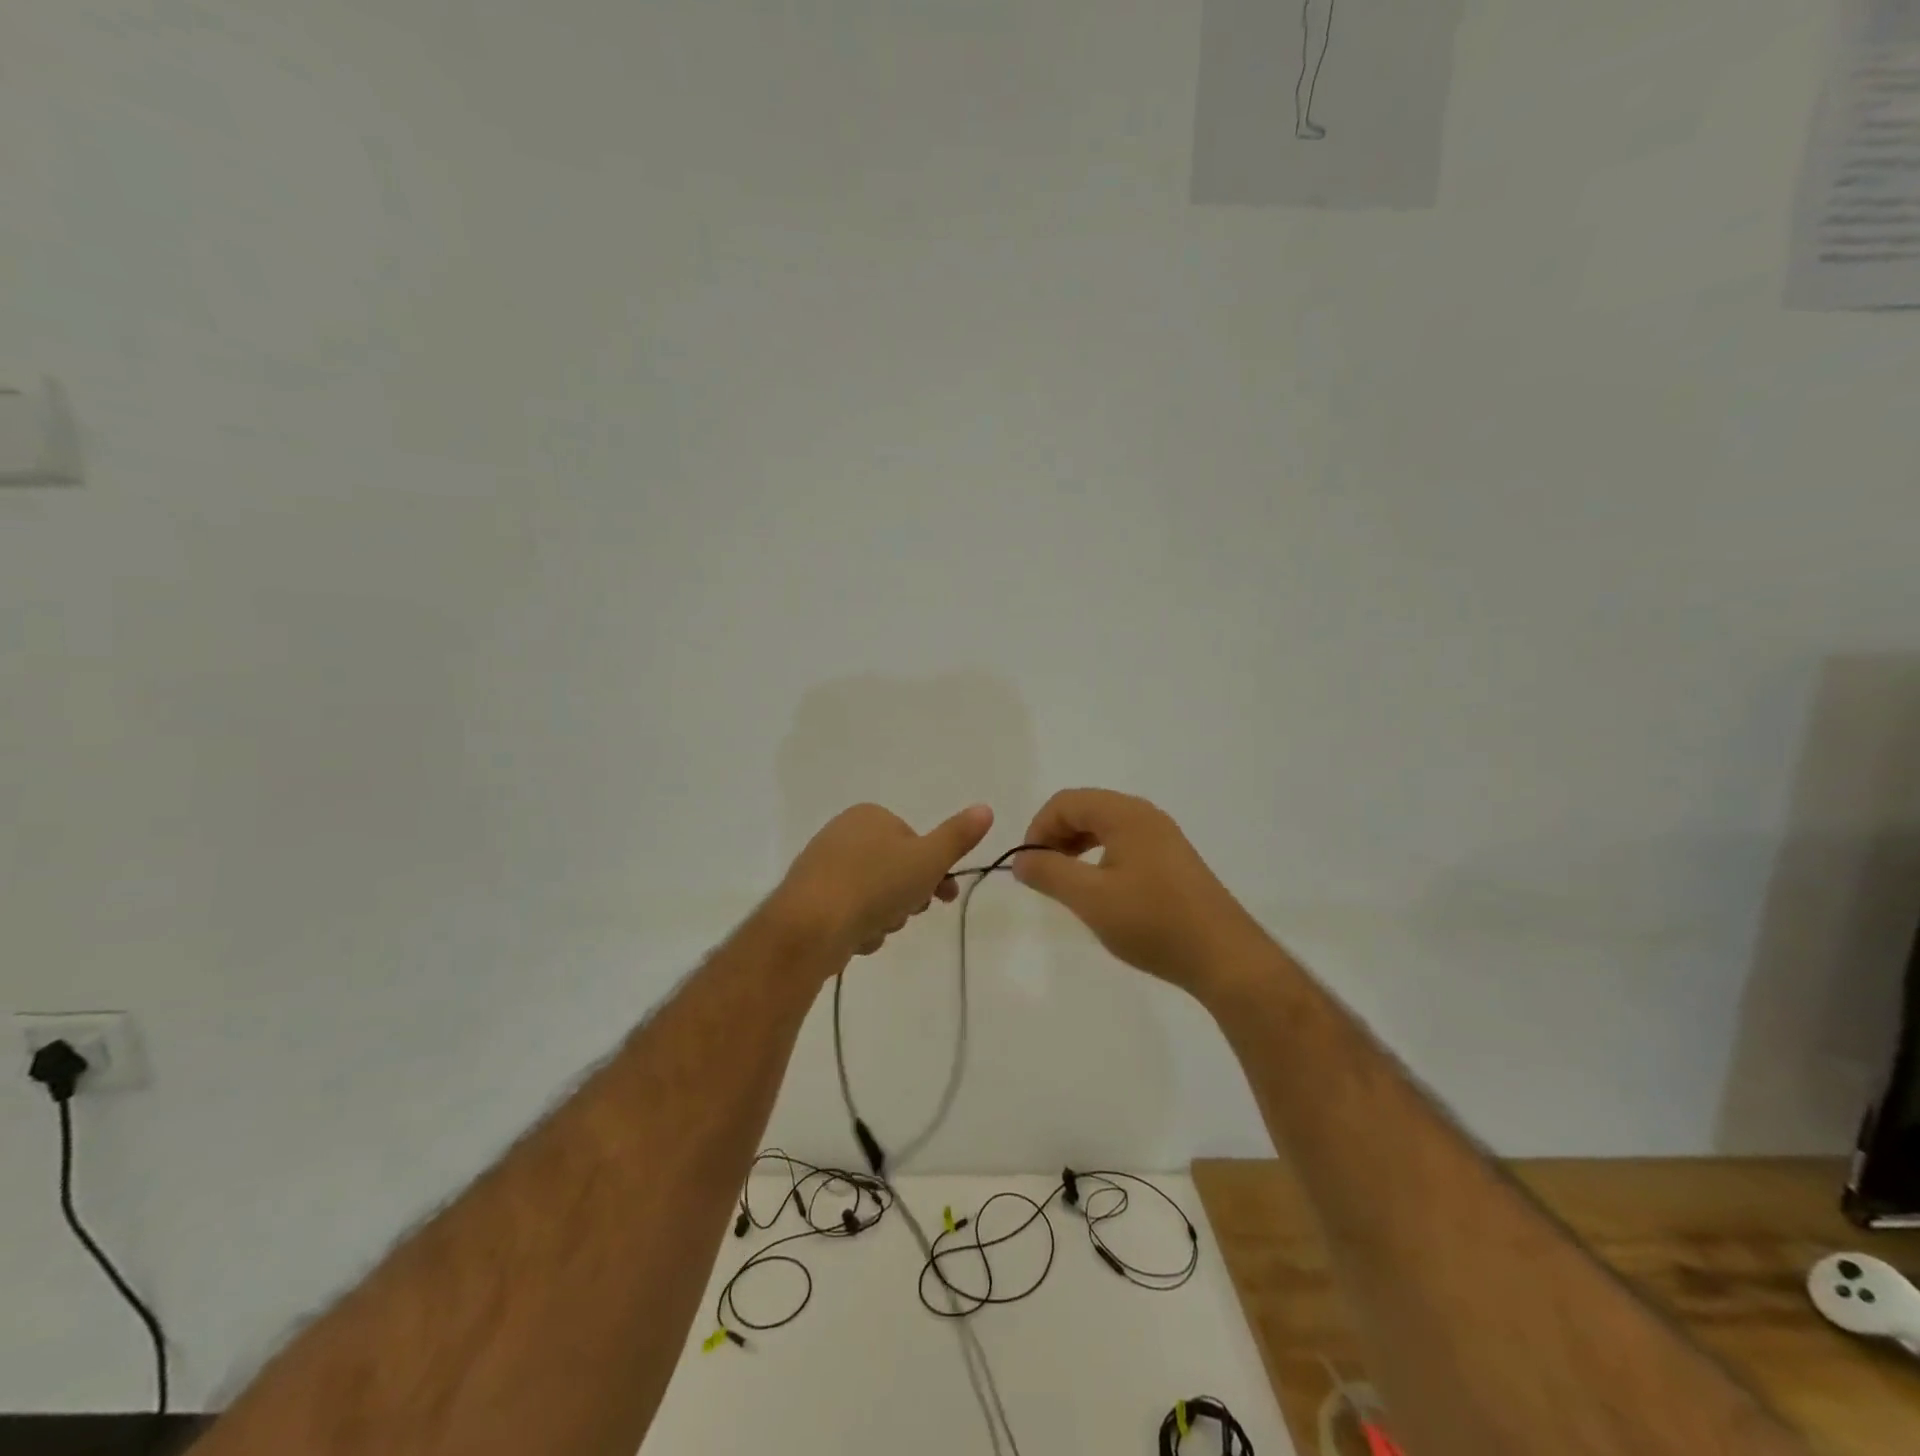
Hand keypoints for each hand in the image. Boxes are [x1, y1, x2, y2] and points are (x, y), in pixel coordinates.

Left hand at [774, 802, 994, 964]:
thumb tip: (986, 808)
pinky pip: (849, 912)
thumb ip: (958, 836)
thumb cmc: (876, 884)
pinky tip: (857, 938)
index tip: (945, 895)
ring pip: (873, 895)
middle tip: (910, 912)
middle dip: (908, 897)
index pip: (914, 842)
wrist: (811, 925)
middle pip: (894, 870)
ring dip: (885, 916)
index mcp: (869, 816)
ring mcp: (822, 866)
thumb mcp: (929, 859)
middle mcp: (842, 834)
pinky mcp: (808, 898)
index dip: (934, 870)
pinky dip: (859, 926)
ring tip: (878, 928)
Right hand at [1013, 789, 1267, 996]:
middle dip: (1055, 836)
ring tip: (1066, 883)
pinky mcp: (1172, 859)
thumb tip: (1020, 859)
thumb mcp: (1090, 899)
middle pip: (1085, 809)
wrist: (1224, 957)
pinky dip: (1100, 857)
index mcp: (1125, 814)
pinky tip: (1100, 890)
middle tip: (1043, 875)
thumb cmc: (1153, 922)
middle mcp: (1145, 815)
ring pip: (1104, 827)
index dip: (1038, 828)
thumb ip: (1049, 873)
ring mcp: (1162, 836)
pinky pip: (1124, 843)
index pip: (1065, 802)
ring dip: (1076, 847)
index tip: (1028, 866)